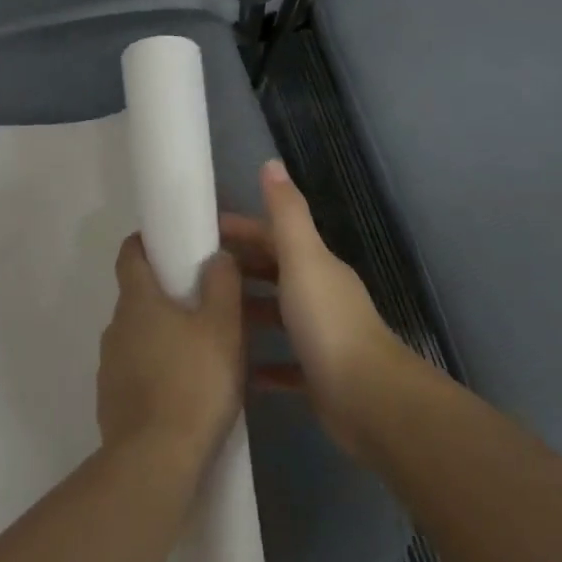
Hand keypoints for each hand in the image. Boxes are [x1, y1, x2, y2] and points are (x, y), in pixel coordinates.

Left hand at [96, 236, 246, 474]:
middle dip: (168, 295)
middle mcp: (115, 327)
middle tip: (206, 304)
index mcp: (137, 301)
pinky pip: (138, 373)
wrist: (156, 461)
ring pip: (140, 337)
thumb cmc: (193, 382)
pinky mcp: (113, 402)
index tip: (172, 243)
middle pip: (139, 297)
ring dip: (165, 336)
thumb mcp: (222, 327)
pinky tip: (189, 391)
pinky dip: (159, 372)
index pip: (130, 253)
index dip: (146, 242)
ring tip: (204, 352)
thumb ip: (222, 284)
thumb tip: (216, 255)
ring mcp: (110, 367)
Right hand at [220, 160, 414, 457]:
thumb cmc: (328, 322)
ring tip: (205, 317)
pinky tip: (233, 367)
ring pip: (277, 318)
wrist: (368, 398)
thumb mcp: (303, 259)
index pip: (273, 237)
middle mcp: (320, 296)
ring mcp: (320, 338)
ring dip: (247, 314)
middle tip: (193, 276)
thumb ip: (287, 214)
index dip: (241, 230)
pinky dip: (260, 363)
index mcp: (317, 266)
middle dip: (239, 270)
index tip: (201, 232)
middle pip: (274, 274)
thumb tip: (272, 163)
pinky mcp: (317, 377)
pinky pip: (283, 365)